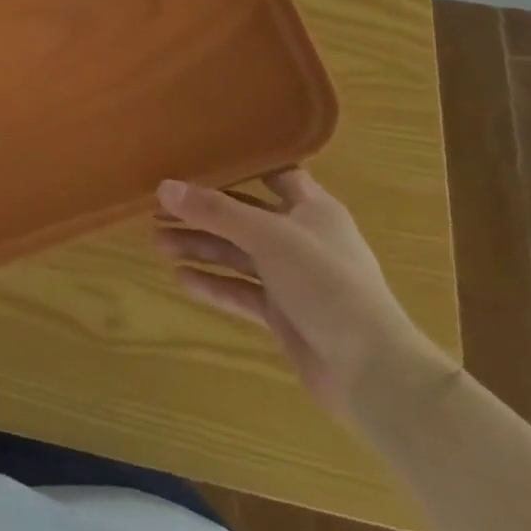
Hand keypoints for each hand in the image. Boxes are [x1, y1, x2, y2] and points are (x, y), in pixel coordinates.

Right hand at [154, 169, 447, 419]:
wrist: (373, 372)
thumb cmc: (326, 283)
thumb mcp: (267, 236)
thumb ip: (214, 211)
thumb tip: (163, 187)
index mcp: (313, 210)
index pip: (275, 175)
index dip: (240, 166)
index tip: (198, 157)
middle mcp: (302, 239)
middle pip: (244, 217)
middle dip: (202, 213)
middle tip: (157, 209)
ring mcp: (293, 279)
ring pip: (238, 255)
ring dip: (201, 247)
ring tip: (157, 242)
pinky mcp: (285, 315)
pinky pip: (241, 292)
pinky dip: (214, 285)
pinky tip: (181, 279)